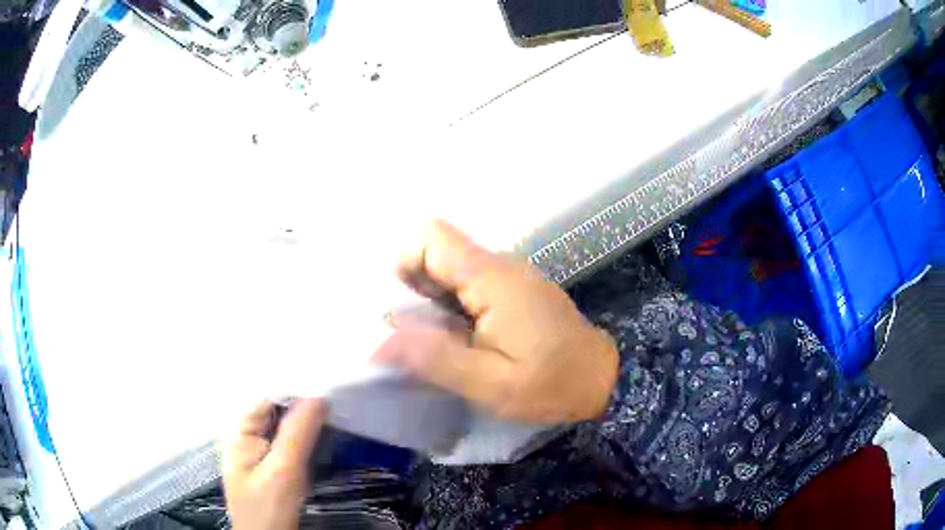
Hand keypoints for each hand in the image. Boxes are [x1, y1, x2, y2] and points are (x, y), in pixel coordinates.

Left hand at [222, 398, 325, 529]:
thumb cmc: (268, 510)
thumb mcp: (283, 471)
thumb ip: (297, 433)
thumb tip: (318, 396)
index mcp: (238, 429)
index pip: (267, 396)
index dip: (296, 389)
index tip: (328, 387)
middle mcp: (244, 433)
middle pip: (275, 408)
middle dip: (303, 404)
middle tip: (337, 400)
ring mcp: (257, 449)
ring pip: (283, 424)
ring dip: (306, 420)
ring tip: (335, 413)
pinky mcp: (271, 462)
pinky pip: (288, 440)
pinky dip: (305, 436)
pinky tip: (323, 434)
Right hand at [373, 220, 618, 422]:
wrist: (603, 380)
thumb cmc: (552, 385)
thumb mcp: (491, 385)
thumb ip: (436, 359)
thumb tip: (380, 342)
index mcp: (492, 278)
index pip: (432, 237)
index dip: (406, 264)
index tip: (404, 310)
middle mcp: (499, 266)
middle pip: (438, 253)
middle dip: (416, 291)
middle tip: (421, 337)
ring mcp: (509, 276)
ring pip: (451, 270)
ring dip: (433, 302)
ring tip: (441, 344)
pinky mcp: (514, 291)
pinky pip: (469, 285)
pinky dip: (453, 308)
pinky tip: (462, 341)